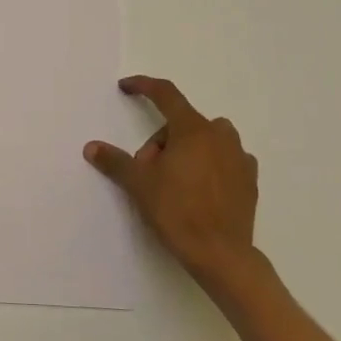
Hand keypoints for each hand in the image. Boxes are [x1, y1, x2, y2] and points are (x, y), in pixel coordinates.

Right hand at [84, 76, 266, 292]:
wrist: (221, 253)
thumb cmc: (176, 211)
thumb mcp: (138, 184)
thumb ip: (115, 161)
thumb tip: (91, 147)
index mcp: (192, 130)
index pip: (165, 95)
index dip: (143, 86)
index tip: (126, 87)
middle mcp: (220, 136)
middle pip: (183, 124)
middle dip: (162, 140)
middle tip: (149, 171)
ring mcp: (239, 157)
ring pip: (207, 139)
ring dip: (188, 149)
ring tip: (175, 179)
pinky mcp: (250, 179)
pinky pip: (224, 159)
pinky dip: (209, 164)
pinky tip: (198, 189)